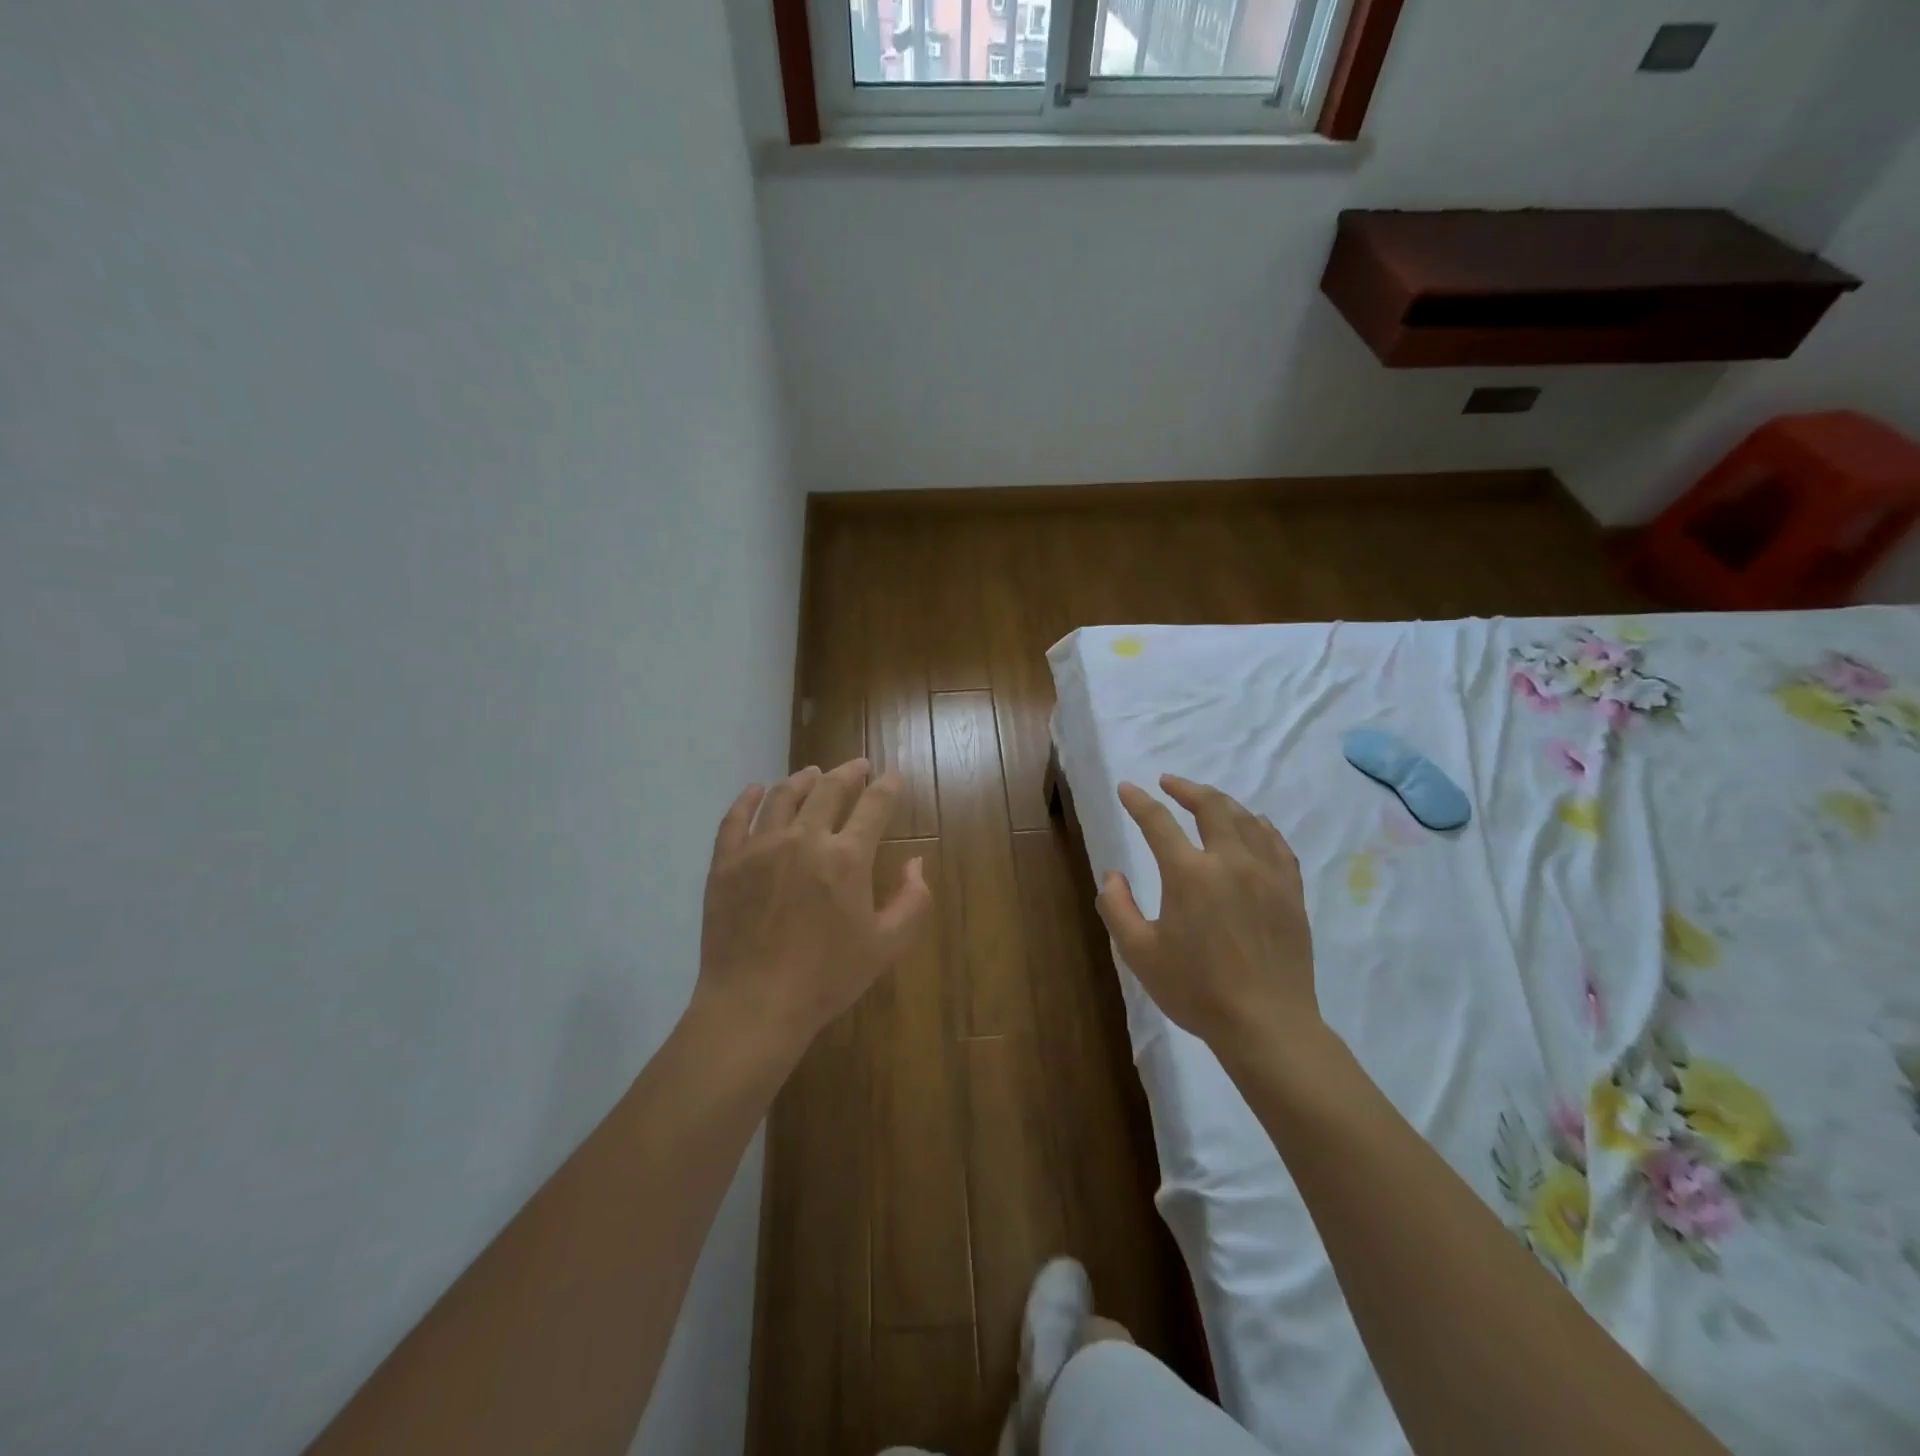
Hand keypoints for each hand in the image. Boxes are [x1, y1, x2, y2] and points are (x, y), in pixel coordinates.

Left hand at [694, 758, 933, 1060]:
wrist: (754, 1005)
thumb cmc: (826, 978)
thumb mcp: (887, 946)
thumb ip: (912, 900)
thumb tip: (915, 862)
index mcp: (847, 857)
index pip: (874, 804)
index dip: (888, 785)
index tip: (893, 776)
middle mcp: (804, 839)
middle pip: (828, 789)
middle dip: (849, 772)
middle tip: (857, 767)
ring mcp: (759, 847)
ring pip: (782, 796)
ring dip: (803, 779)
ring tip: (812, 773)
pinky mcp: (725, 862)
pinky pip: (735, 818)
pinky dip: (748, 798)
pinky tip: (756, 790)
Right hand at [1097, 775, 1317, 1056]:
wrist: (1267, 1024)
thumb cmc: (1196, 990)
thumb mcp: (1139, 953)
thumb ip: (1117, 907)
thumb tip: (1113, 874)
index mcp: (1189, 874)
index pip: (1158, 822)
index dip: (1139, 802)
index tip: (1127, 788)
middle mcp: (1230, 861)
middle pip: (1211, 806)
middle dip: (1186, 788)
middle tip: (1169, 783)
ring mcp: (1267, 874)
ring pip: (1246, 819)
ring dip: (1221, 802)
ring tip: (1206, 801)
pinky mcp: (1291, 891)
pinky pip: (1277, 843)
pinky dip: (1260, 826)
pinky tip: (1254, 825)